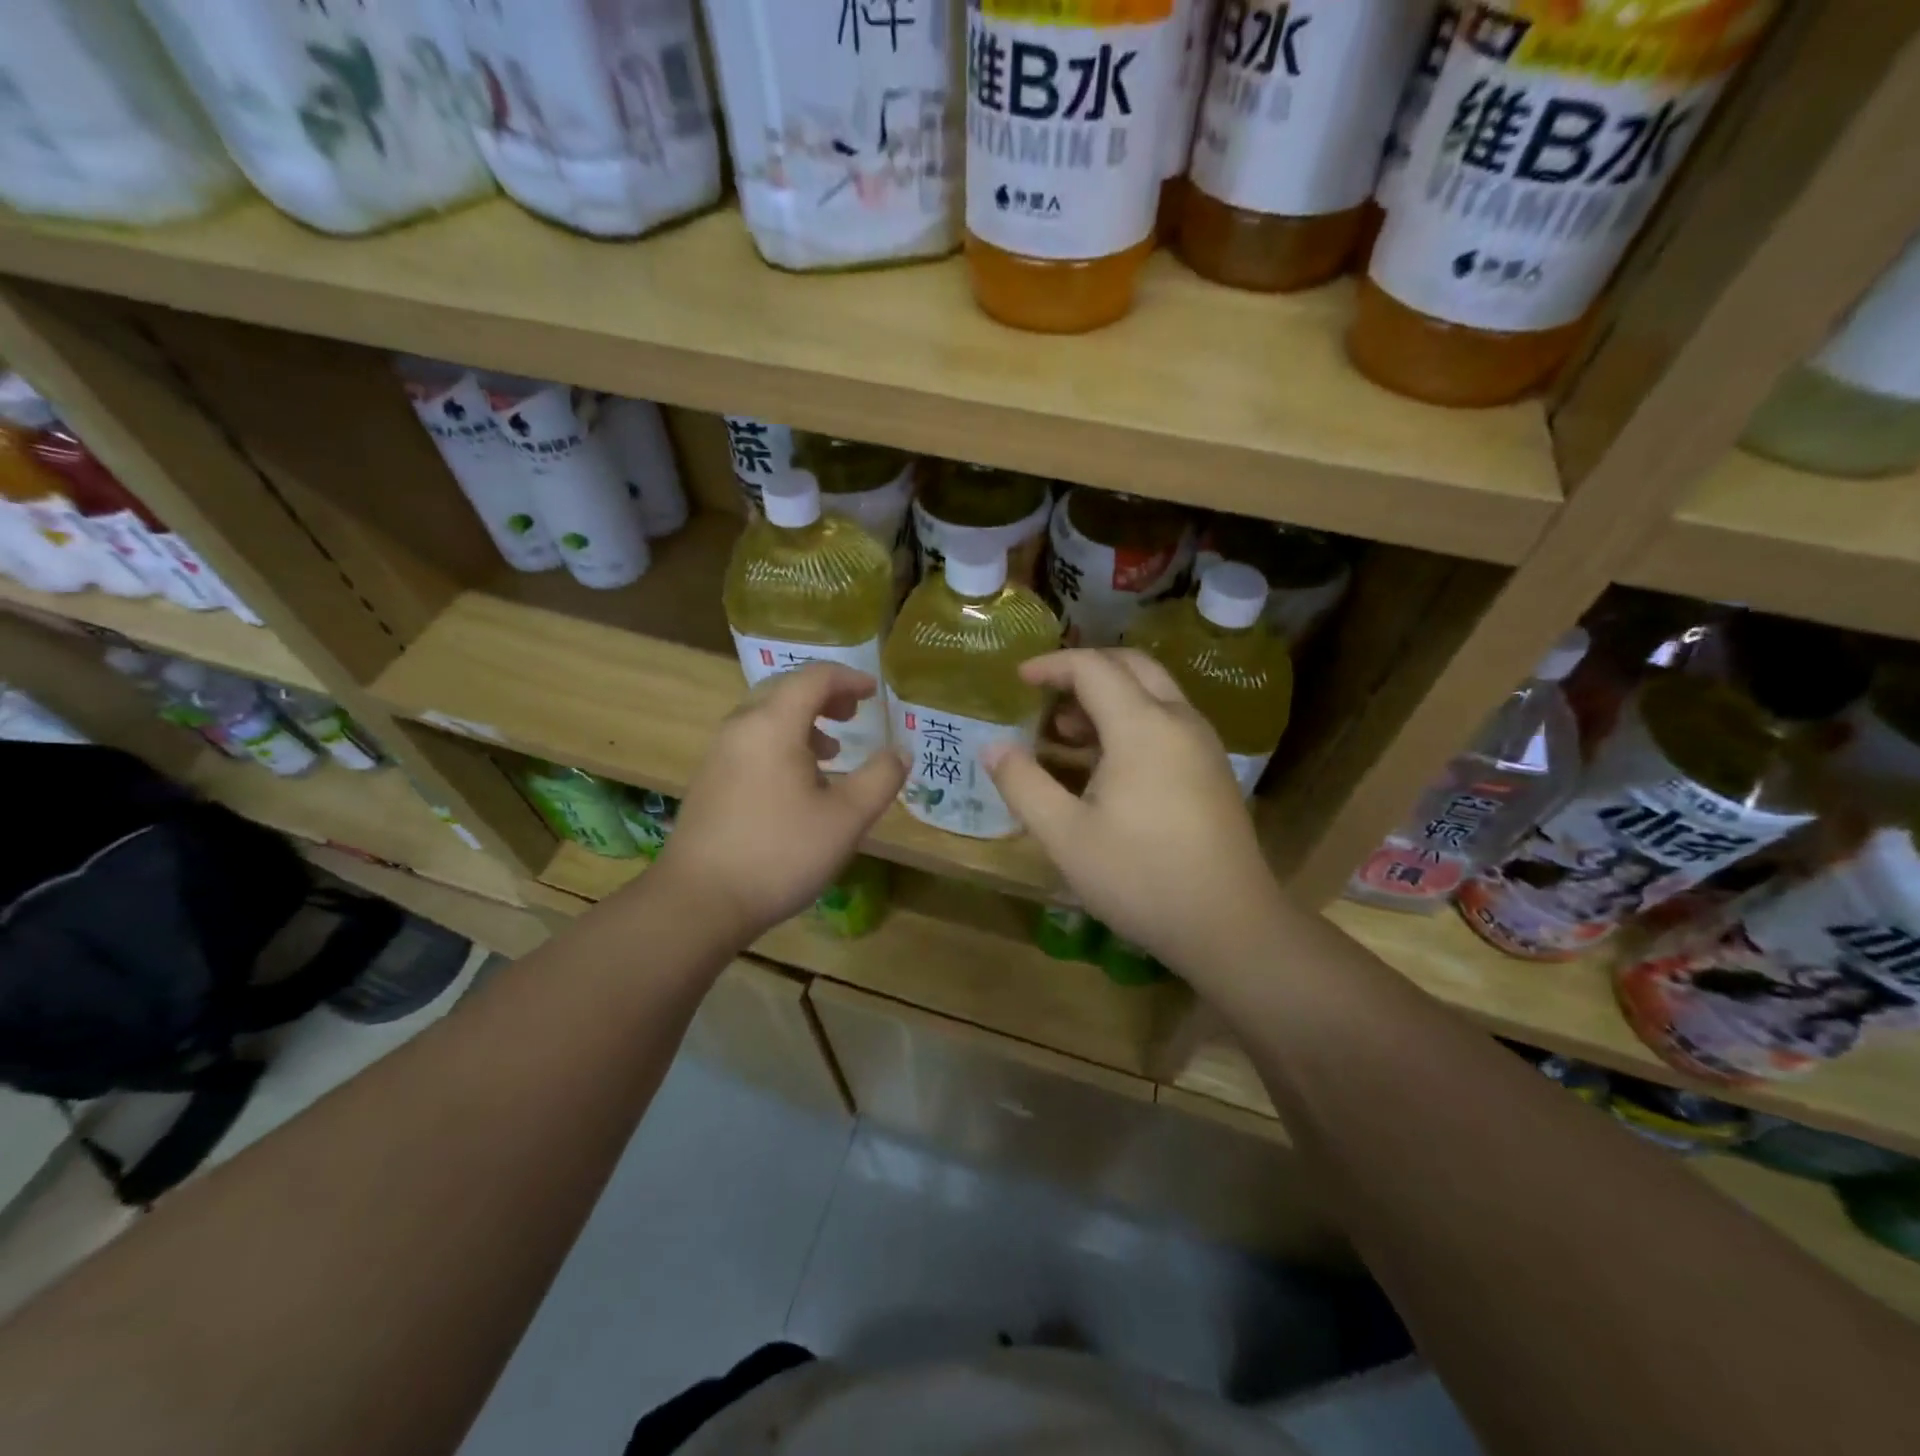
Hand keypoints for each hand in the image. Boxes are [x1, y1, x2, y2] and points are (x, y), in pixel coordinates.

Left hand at [651, 663, 905, 940]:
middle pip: (786, 689)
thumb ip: (880, 778)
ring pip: (765, 716)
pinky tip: (798, 783)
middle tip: (854, 714)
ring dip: (803, 721)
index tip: (875, 693)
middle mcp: (741, 727)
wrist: (699, 901)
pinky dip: (782, 742)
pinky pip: (751, 741)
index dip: (849, 678)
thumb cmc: (780, 853)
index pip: (814, 677)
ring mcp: (719, 754)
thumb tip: (901, 751)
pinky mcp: (709, 781)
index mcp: (773, 724)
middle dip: (825, 695)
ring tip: (832, 751)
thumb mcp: (846, 819)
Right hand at [984, 650, 1285, 979]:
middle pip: (1131, 665)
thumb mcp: (1065, 836)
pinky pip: (1169, 719)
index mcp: (1142, 726)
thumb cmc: (1140, 877)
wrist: (1230, 924)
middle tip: (1047, 696)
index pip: (1092, 668)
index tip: (1019, 679)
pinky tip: (1109, 763)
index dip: (1051, 666)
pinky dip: (1133, 718)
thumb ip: (1024, 784)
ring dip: (1110, 696)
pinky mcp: (1213, 769)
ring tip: (1069, 734)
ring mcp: (1203, 744)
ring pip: (1154, 691)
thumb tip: (992, 747)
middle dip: (1084, 670)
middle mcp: (1178, 720)